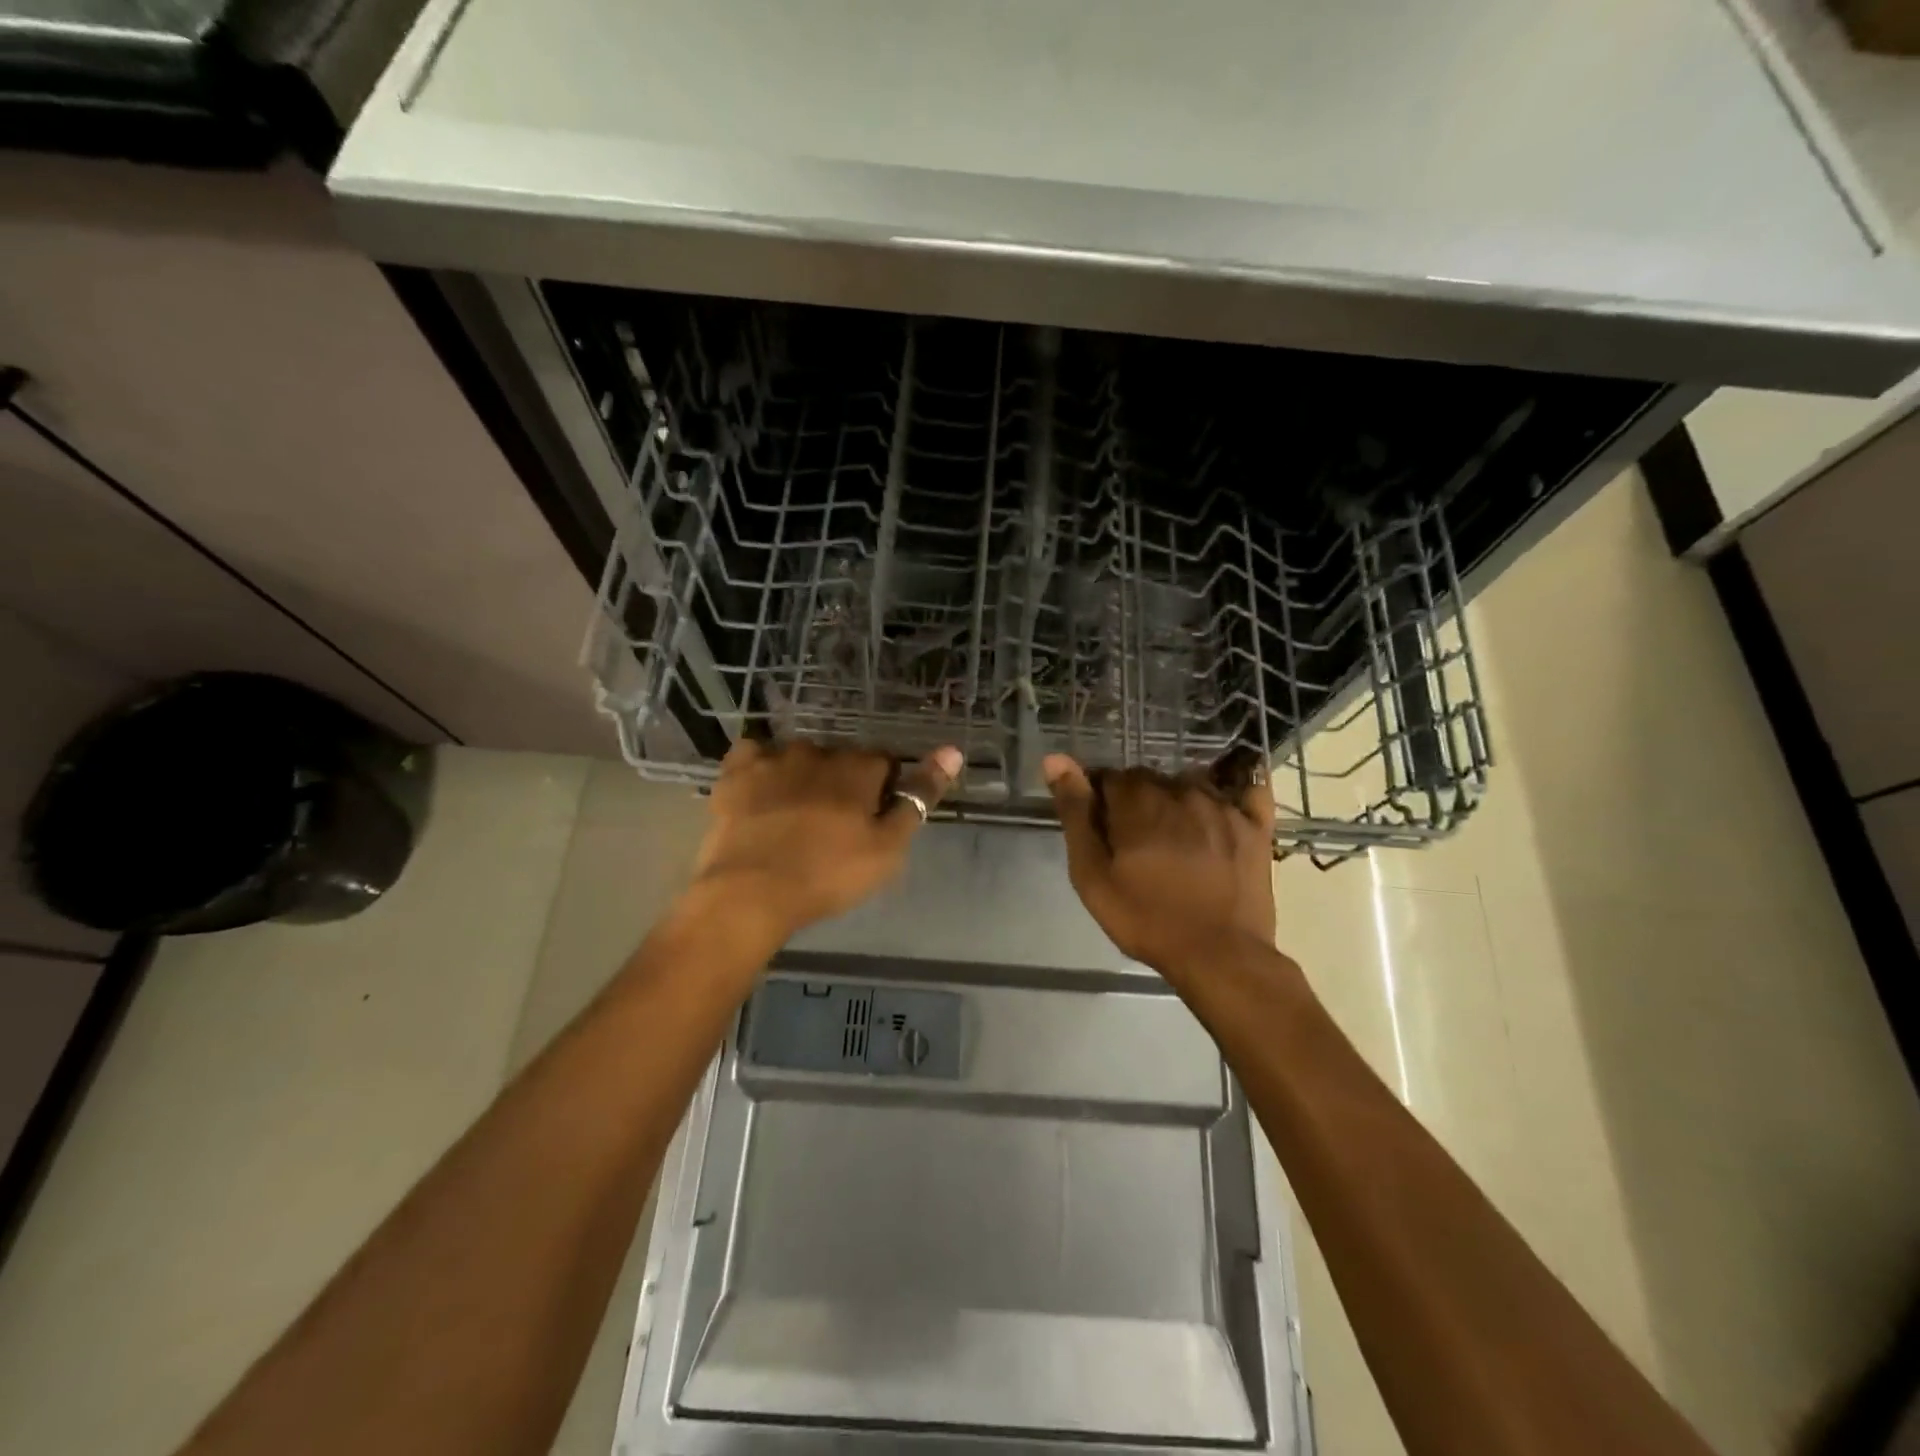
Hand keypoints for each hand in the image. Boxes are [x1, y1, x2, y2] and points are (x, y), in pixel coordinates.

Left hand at [691, 739, 961, 939]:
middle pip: (840, 759)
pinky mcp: (735, 773)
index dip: (882, 789)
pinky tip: (758, 791)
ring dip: (801, 776)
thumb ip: (919, 797)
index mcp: (858, 767)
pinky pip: (752, 755)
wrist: (752, 891)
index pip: (883, 763)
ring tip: (793, 814)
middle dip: (841, 783)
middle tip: (833, 825)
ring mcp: (773, 759)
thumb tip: (953, 751)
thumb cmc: (829, 874)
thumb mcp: (889, 845)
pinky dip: (758, 768)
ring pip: (797, 757)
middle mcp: (818, 752)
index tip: (873, 818)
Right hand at [1043, 753, 1275, 973]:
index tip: (1102, 830)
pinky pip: (1247, 790)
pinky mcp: (1255, 825)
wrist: (1219, 955)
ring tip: (1174, 839)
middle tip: (1135, 843)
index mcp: (1138, 800)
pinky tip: (1224, 809)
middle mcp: (1181, 790)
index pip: (1110, 777)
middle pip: (1150, 779)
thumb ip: (1075, 813)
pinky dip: (1234, 792)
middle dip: (1137, 801)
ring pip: (1190, 784)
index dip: (1101, 800)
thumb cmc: (1146, 918)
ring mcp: (1224, 805)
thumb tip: (1055, 759)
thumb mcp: (1092, 874)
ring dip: (1176, 801)